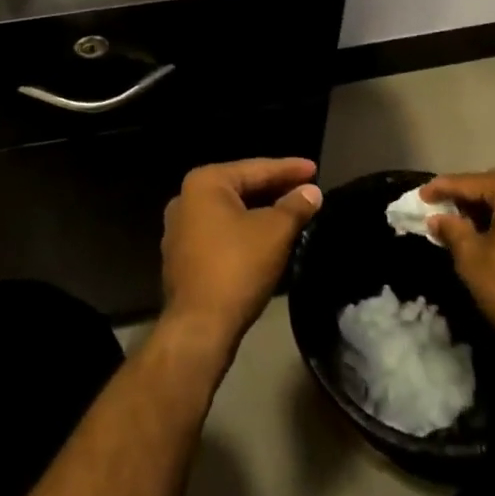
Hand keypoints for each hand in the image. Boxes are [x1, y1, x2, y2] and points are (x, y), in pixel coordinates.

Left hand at [162, 158, 322, 353]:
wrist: (199, 327)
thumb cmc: (237, 267)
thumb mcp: (274, 232)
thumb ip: (295, 206)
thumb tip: (312, 192)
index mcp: (205, 183)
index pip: (255, 168)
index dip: (289, 169)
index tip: (314, 168)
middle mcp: (186, 198)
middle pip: (241, 187)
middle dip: (275, 188)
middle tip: (306, 188)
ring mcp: (180, 229)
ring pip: (230, 211)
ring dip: (260, 211)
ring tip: (291, 211)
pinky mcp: (183, 256)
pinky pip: (220, 232)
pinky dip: (244, 230)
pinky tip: (266, 236)